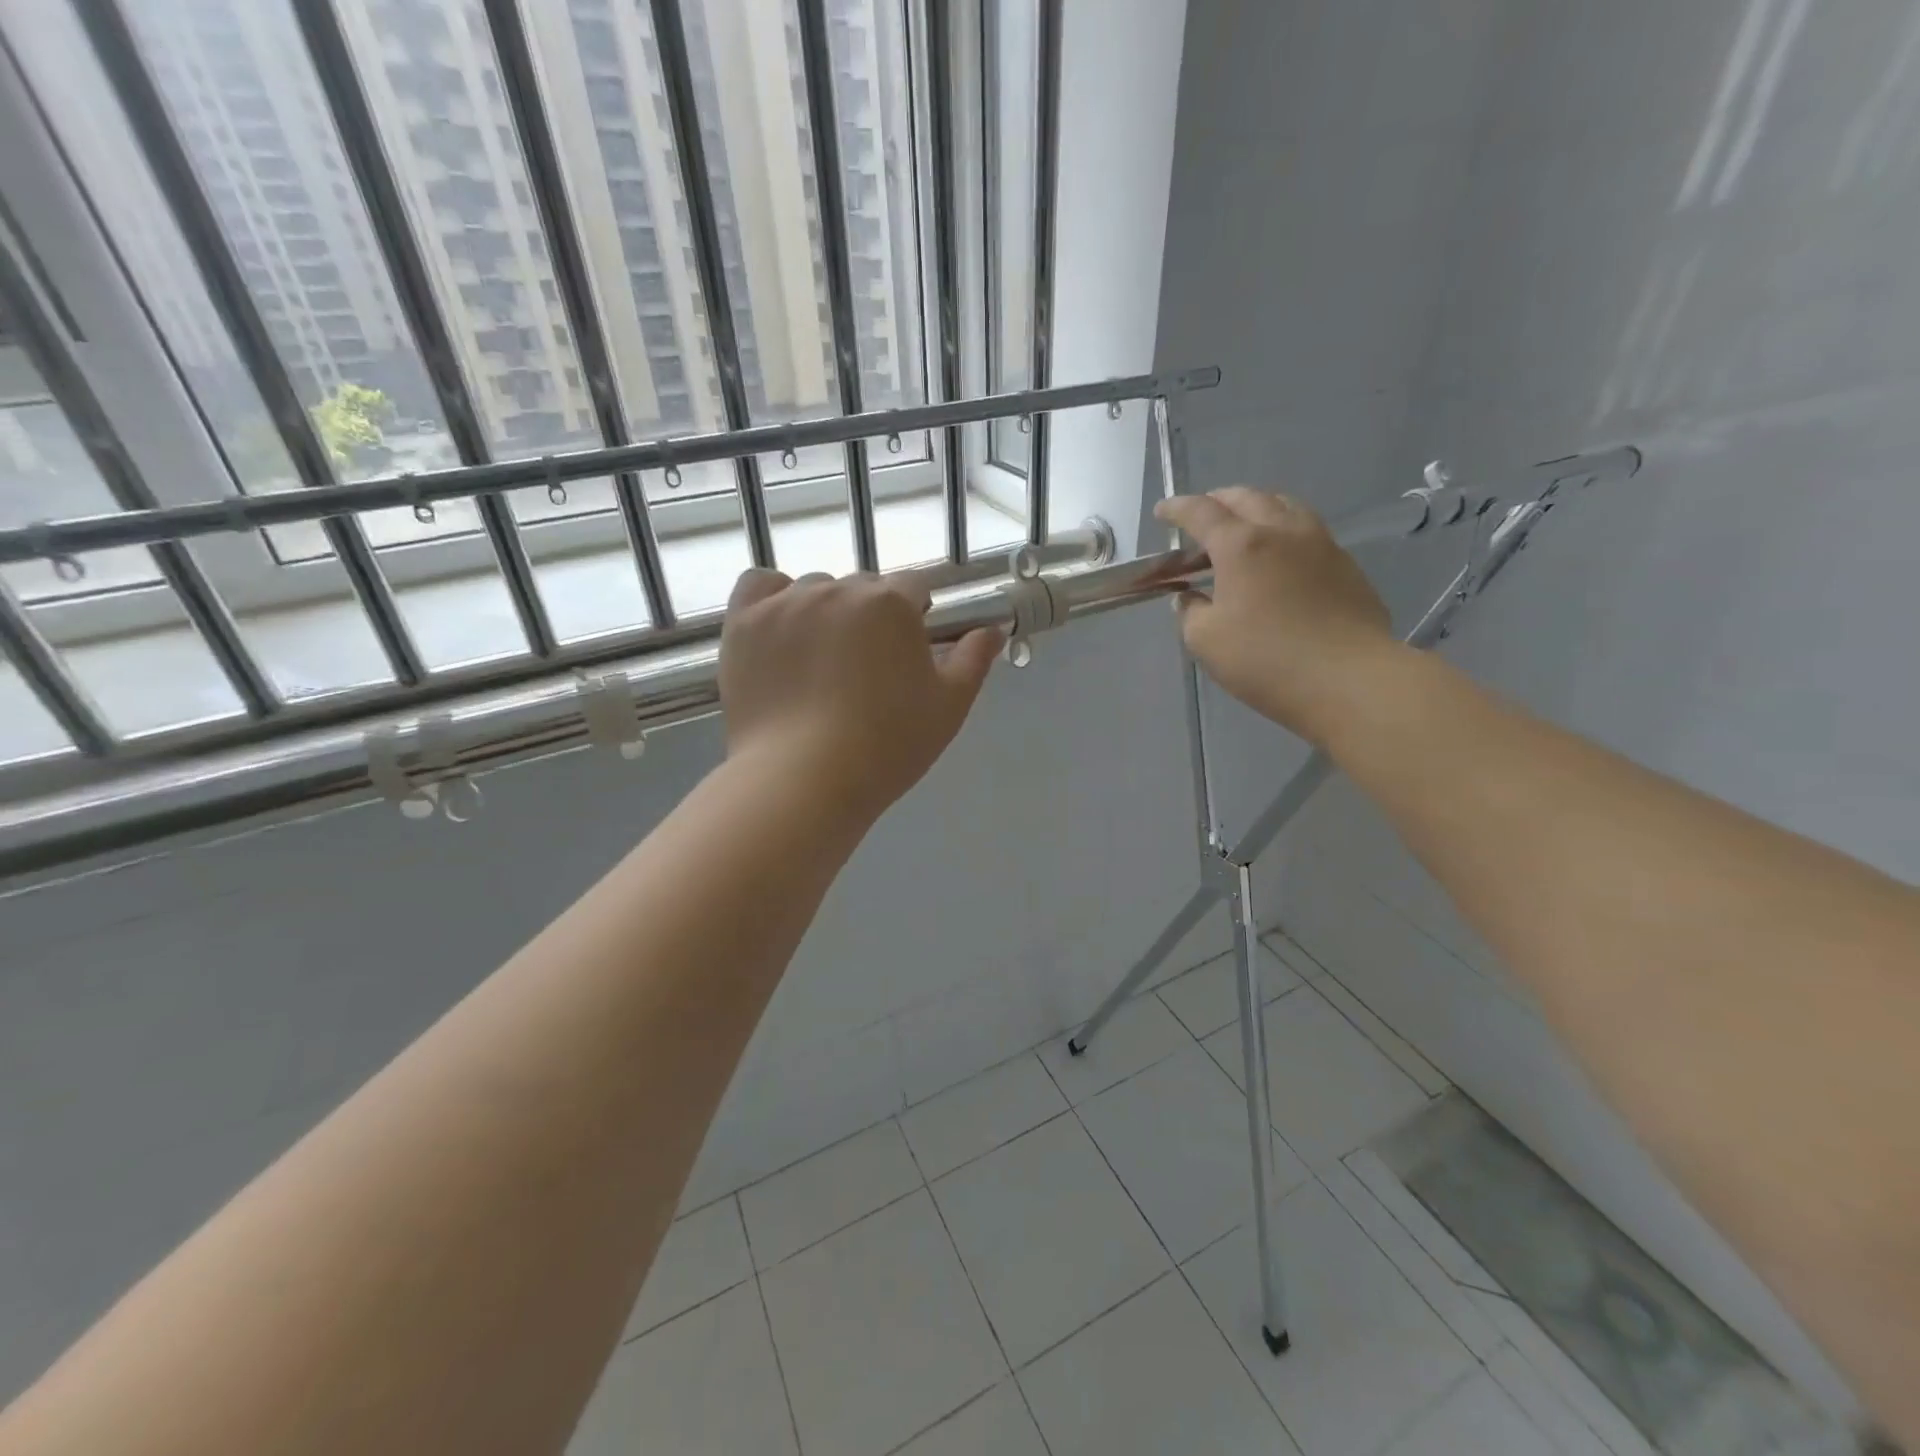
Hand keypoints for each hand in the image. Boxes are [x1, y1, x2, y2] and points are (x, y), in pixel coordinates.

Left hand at [719, 569, 1003, 820]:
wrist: (802, 781)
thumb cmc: (887, 747)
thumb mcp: (948, 707)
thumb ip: (974, 659)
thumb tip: (992, 628)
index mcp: (891, 603)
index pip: (915, 586)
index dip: (917, 616)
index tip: (910, 651)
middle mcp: (838, 589)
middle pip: (865, 588)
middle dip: (873, 617)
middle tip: (867, 669)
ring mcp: (785, 603)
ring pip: (815, 589)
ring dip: (826, 612)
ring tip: (820, 663)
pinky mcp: (743, 622)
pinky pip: (759, 585)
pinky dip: (773, 599)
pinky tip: (781, 628)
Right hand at [1155, 488, 1396, 743]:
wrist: (1349, 679)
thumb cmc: (1266, 659)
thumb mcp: (1205, 641)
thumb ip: (1190, 612)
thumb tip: (1190, 598)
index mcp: (1241, 545)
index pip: (1201, 512)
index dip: (1177, 508)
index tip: (1162, 511)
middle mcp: (1282, 531)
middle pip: (1246, 498)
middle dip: (1218, 501)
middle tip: (1201, 516)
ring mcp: (1320, 544)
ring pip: (1284, 506)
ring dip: (1256, 508)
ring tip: (1243, 527)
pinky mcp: (1345, 564)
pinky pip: (1307, 531)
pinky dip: (1283, 531)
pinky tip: (1279, 556)